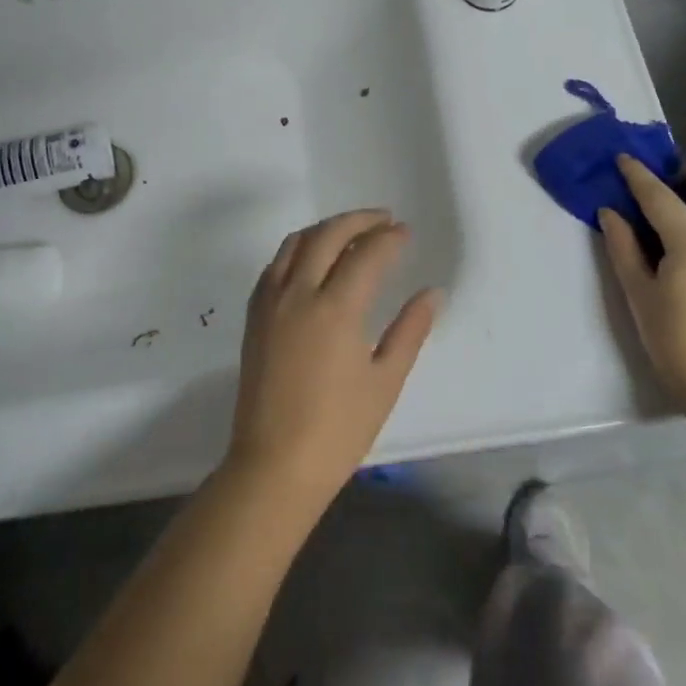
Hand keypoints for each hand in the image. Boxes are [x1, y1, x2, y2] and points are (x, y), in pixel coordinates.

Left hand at [225, 210, 442, 514]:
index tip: (406, 232)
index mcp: (335, 309)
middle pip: (328, 235)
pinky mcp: (254, 316)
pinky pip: (275, 264)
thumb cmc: (338, 429)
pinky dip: (298, 249)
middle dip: (358, 220)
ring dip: (326, 229)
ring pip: (296, 242)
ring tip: (351, 233)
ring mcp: (270, 302)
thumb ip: (410, 330)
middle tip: (383, 219)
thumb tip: (432, 293)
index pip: (367, 254)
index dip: (390, 238)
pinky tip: (313, 260)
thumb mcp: (385, 381)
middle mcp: (299, 293)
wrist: (274, 465)